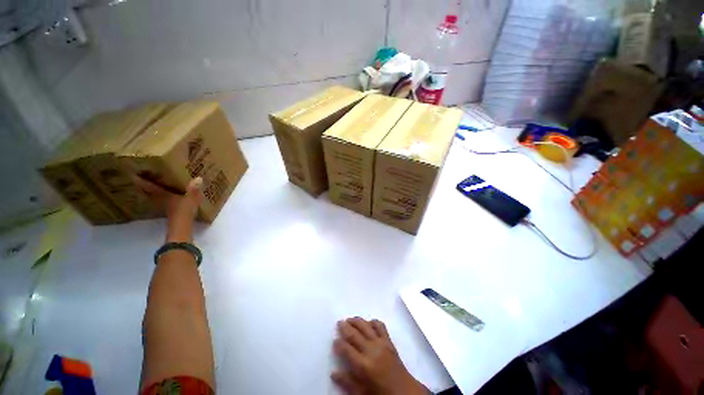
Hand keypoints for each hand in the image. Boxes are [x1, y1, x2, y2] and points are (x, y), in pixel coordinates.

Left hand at [133, 176, 202, 241]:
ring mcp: (164, 208)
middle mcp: (161, 201)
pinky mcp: (169, 213)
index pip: (151, 187)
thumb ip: (193, 189)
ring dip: (151, 194)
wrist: (181, 228)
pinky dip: (161, 200)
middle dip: (145, 187)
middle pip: (150, 193)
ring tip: (151, 188)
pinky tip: (165, 199)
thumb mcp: (191, 199)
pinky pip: (162, 203)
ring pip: (154, 198)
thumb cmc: (184, 211)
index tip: (133, 175)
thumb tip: (198, 178)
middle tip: (140, 180)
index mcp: (164, 195)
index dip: (142, 181)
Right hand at [332, 317, 428, 394]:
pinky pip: (380, 326)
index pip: (347, 350)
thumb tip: (333, 373)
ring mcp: (381, 343)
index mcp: (363, 365)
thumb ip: (347, 383)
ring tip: (350, 319)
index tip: (334, 340)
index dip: (339, 344)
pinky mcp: (389, 341)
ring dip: (357, 321)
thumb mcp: (362, 394)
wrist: (404, 391)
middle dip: (345, 327)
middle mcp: (371, 350)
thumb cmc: (381, 394)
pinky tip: (368, 323)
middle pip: (355, 334)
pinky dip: (373, 322)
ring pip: (366, 326)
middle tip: (339, 322)